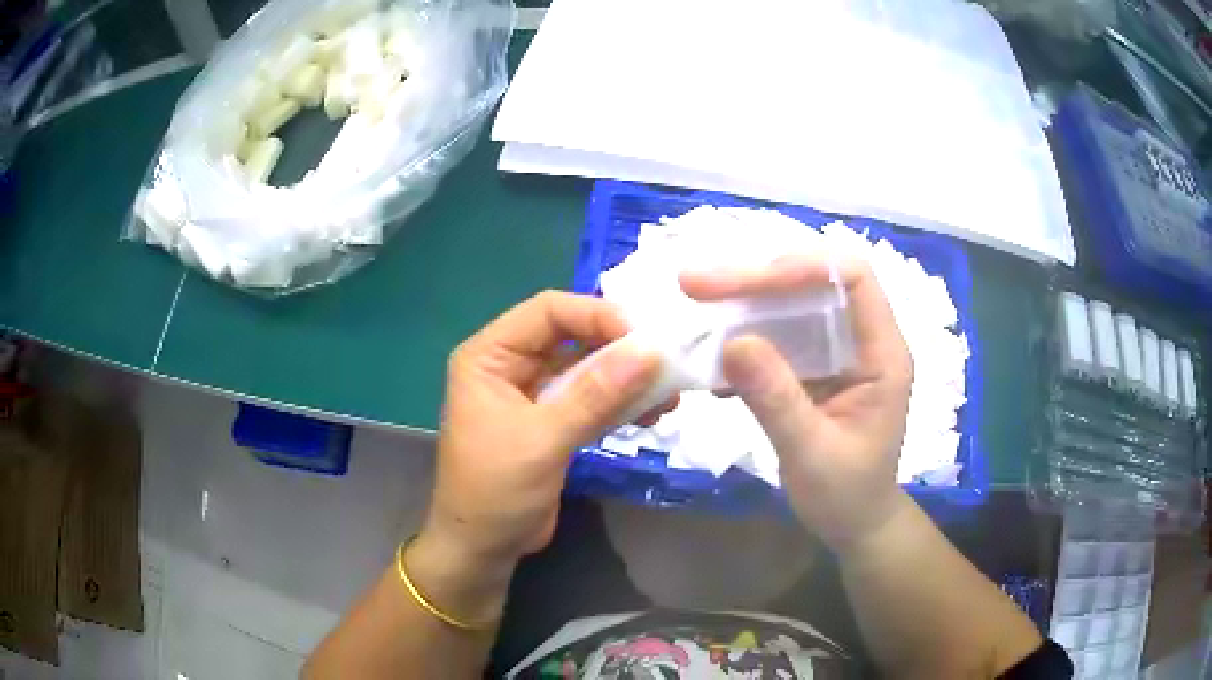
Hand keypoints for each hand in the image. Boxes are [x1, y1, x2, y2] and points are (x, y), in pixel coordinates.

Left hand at [420, 291, 661, 574]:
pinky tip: (651, 412)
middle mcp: (510, 365)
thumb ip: (596, 395)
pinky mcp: (552, 421)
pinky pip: (591, 398)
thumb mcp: (543, 440)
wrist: (483, 548)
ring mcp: (533, 393)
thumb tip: (650, 350)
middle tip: (667, 361)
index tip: (644, 336)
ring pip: (586, 368)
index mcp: (489, 355)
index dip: (596, 315)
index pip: (548, 311)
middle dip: (618, 348)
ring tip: (669, 392)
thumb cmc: (495, 491)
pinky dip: (620, 402)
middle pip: (572, 336)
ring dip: (626, 377)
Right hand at [681, 255, 912, 549]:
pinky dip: (743, 338)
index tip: (743, 281)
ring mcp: (837, 351)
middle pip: (815, 281)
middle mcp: (862, 339)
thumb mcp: (811, 454)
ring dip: (744, 303)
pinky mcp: (815, 366)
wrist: (854, 523)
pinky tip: (712, 361)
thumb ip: (776, 399)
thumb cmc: (846, 495)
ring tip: (695, 307)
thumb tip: (732, 341)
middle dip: (756, 278)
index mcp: (882, 353)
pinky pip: (779, 335)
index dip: (802, 266)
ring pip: (792, 303)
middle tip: (695, 284)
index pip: (853, 278)